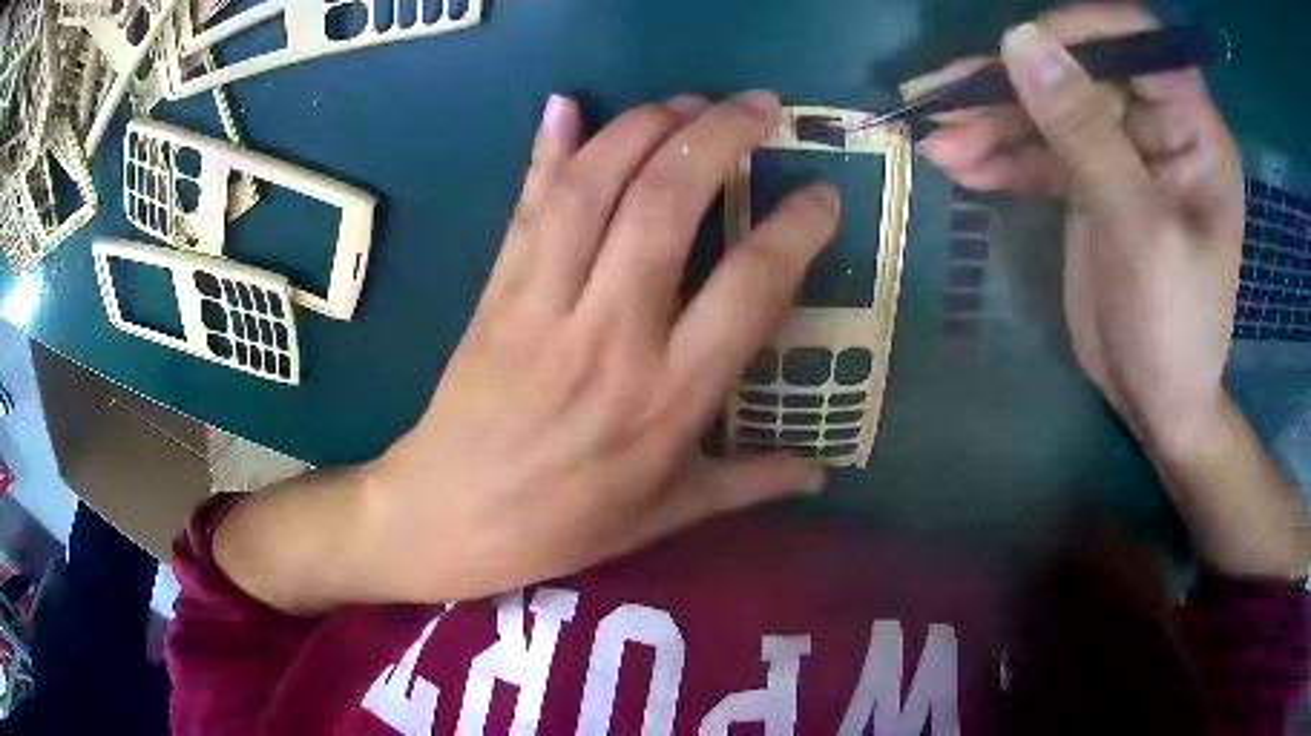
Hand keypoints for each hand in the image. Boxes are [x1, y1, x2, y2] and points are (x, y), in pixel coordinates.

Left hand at [361, 92, 835, 602]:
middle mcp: (610, 335)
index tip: (821, 196)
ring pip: (592, 189)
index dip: (794, 229)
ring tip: (688, 99)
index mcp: (667, 398)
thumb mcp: (668, 514)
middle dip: (717, 137)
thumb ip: (751, 483)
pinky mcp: (496, 291)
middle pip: (666, 207)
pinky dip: (546, 149)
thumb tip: (823, 473)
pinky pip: (527, 208)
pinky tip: (566, 103)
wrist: (449, 517)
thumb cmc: (564, 524)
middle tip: (759, 106)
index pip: (748, 287)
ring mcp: (542, 304)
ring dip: (644, 127)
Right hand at [915, 5, 1243, 452]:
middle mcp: (1156, 127)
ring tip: (935, 141)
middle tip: (941, 101)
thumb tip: (1021, 43)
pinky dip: (998, 156)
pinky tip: (959, 167)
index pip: (1136, 41)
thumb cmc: (1174, 329)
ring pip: (1048, 109)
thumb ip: (1088, 136)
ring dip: (990, 122)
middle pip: (1077, 71)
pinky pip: (1038, 151)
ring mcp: (1119, 152)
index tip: (1018, 52)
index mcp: (1191, 131)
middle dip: (1011, 85)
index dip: (1079, 33)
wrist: (1157, 403)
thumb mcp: (1140, 233)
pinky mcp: (1088, 181)